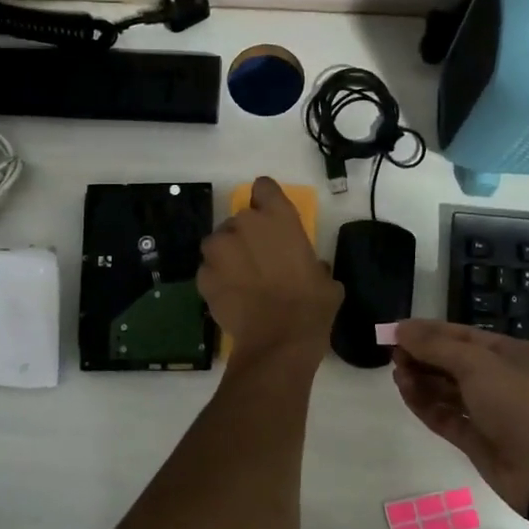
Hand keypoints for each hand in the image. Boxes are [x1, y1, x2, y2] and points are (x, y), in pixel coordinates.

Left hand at [199, 178, 341, 362]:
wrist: (278, 342)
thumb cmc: (311, 306)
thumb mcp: (325, 279)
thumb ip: (311, 262)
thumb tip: (309, 269)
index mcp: (278, 217)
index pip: (264, 187)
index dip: (266, 200)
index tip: (270, 216)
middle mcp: (244, 224)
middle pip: (239, 219)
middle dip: (246, 235)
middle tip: (259, 260)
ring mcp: (219, 249)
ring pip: (219, 243)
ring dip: (227, 255)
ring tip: (241, 279)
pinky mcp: (203, 275)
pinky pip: (209, 270)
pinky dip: (217, 279)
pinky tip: (232, 298)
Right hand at [391, 320, 528, 514]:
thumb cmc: (518, 403)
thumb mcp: (476, 365)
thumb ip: (435, 346)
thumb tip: (400, 328)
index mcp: (511, 354)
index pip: (462, 336)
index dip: (428, 331)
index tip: (396, 331)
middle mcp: (501, 379)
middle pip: (453, 362)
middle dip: (423, 356)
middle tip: (392, 354)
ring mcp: (489, 411)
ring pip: (447, 390)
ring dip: (421, 379)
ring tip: (396, 373)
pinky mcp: (477, 439)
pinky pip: (445, 416)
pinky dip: (425, 404)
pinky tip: (405, 391)